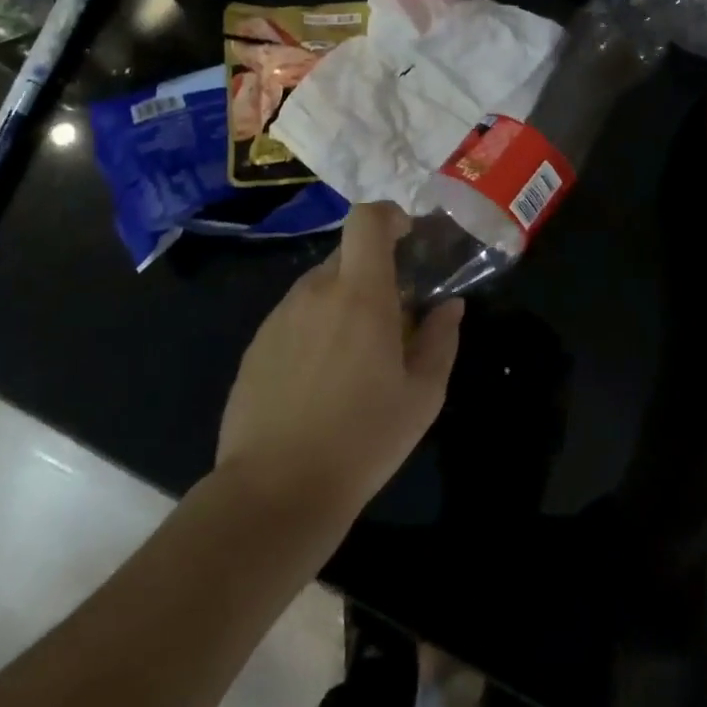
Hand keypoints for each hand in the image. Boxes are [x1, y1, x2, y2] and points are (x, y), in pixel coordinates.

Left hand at [217, 203, 463, 522]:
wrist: (275, 491)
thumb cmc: (363, 439)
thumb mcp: (422, 395)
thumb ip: (441, 340)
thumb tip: (449, 306)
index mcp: (360, 295)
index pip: (367, 220)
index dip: (389, 215)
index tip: (407, 237)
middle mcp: (315, 293)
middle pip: (346, 255)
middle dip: (373, 272)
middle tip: (392, 316)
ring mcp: (279, 318)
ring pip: (319, 288)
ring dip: (343, 303)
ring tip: (356, 357)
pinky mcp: (256, 345)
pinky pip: (295, 317)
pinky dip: (315, 329)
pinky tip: (321, 380)